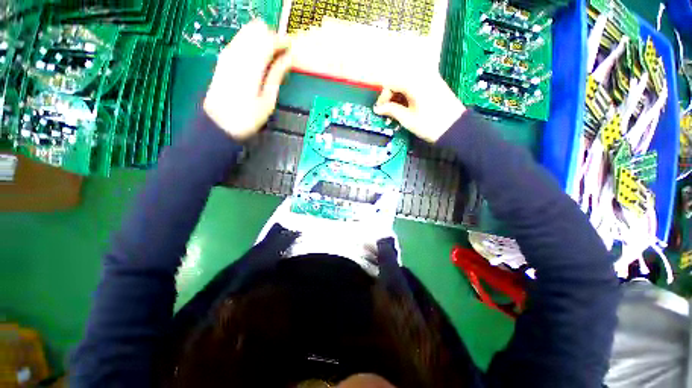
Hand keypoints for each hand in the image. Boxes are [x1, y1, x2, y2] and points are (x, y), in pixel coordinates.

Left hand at [204, 20, 291, 140]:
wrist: (219, 123)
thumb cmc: (247, 116)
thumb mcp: (268, 99)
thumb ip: (277, 75)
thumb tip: (288, 58)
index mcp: (252, 64)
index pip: (270, 38)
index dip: (283, 42)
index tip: (292, 50)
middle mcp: (238, 52)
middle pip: (257, 28)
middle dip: (272, 38)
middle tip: (281, 56)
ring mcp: (228, 53)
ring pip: (248, 31)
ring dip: (262, 40)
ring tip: (272, 59)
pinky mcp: (224, 59)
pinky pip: (241, 40)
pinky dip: (252, 44)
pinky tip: (259, 61)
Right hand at [373, 69, 465, 142]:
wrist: (456, 128)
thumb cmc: (430, 125)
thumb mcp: (407, 119)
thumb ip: (391, 110)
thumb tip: (377, 108)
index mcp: (414, 83)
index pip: (391, 83)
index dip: (382, 97)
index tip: (379, 109)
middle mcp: (422, 75)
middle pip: (398, 80)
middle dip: (390, 95)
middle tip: (387, 111)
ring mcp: (430, 78)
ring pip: (406, 82)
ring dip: (398, 95)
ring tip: (396, 111)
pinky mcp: (435, 83)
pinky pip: (415, 84)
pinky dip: (407, 94)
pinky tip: (407, 105)